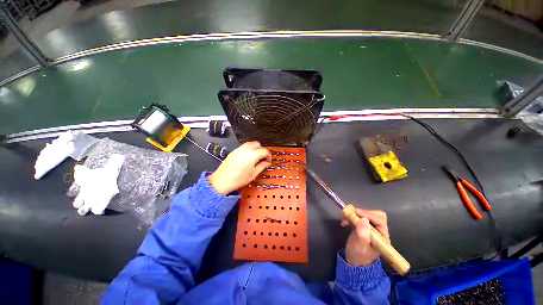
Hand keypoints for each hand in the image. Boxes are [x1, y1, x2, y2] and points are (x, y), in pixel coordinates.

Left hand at [208, 141, 271, 194]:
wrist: (221, 181)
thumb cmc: (238, 179)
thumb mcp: (253, 174)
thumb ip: (262, 166)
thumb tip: (266, 162)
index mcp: (252, 155)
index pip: (264, 151)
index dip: (268, 155)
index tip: (268, 161)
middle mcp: (246, 149)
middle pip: (258, 144)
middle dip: (262, 150)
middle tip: (262, 158)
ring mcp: (239, 149)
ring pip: (250, 144)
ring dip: (255, 148)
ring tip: (255, 157)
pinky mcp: (233, 151)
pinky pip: (244, 146)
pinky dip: (248, 149)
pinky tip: (247, 157)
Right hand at [341, 209, 388, 265]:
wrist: (354, 262)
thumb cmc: (358, 256)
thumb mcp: (359, 247)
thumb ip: (362, 235)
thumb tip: (364, 220)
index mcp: (382, 237)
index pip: (380, 220)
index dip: (368, 214)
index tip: (355, 213)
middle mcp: (379, 231)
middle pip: (375, 215)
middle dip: (362, 213)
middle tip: (350, 214)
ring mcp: (372, 229)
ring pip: (367, 214)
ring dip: (355, 214)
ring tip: (345, 219)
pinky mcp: (365, 226)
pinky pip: (360, 216)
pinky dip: (352, 216)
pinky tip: (346, 220)